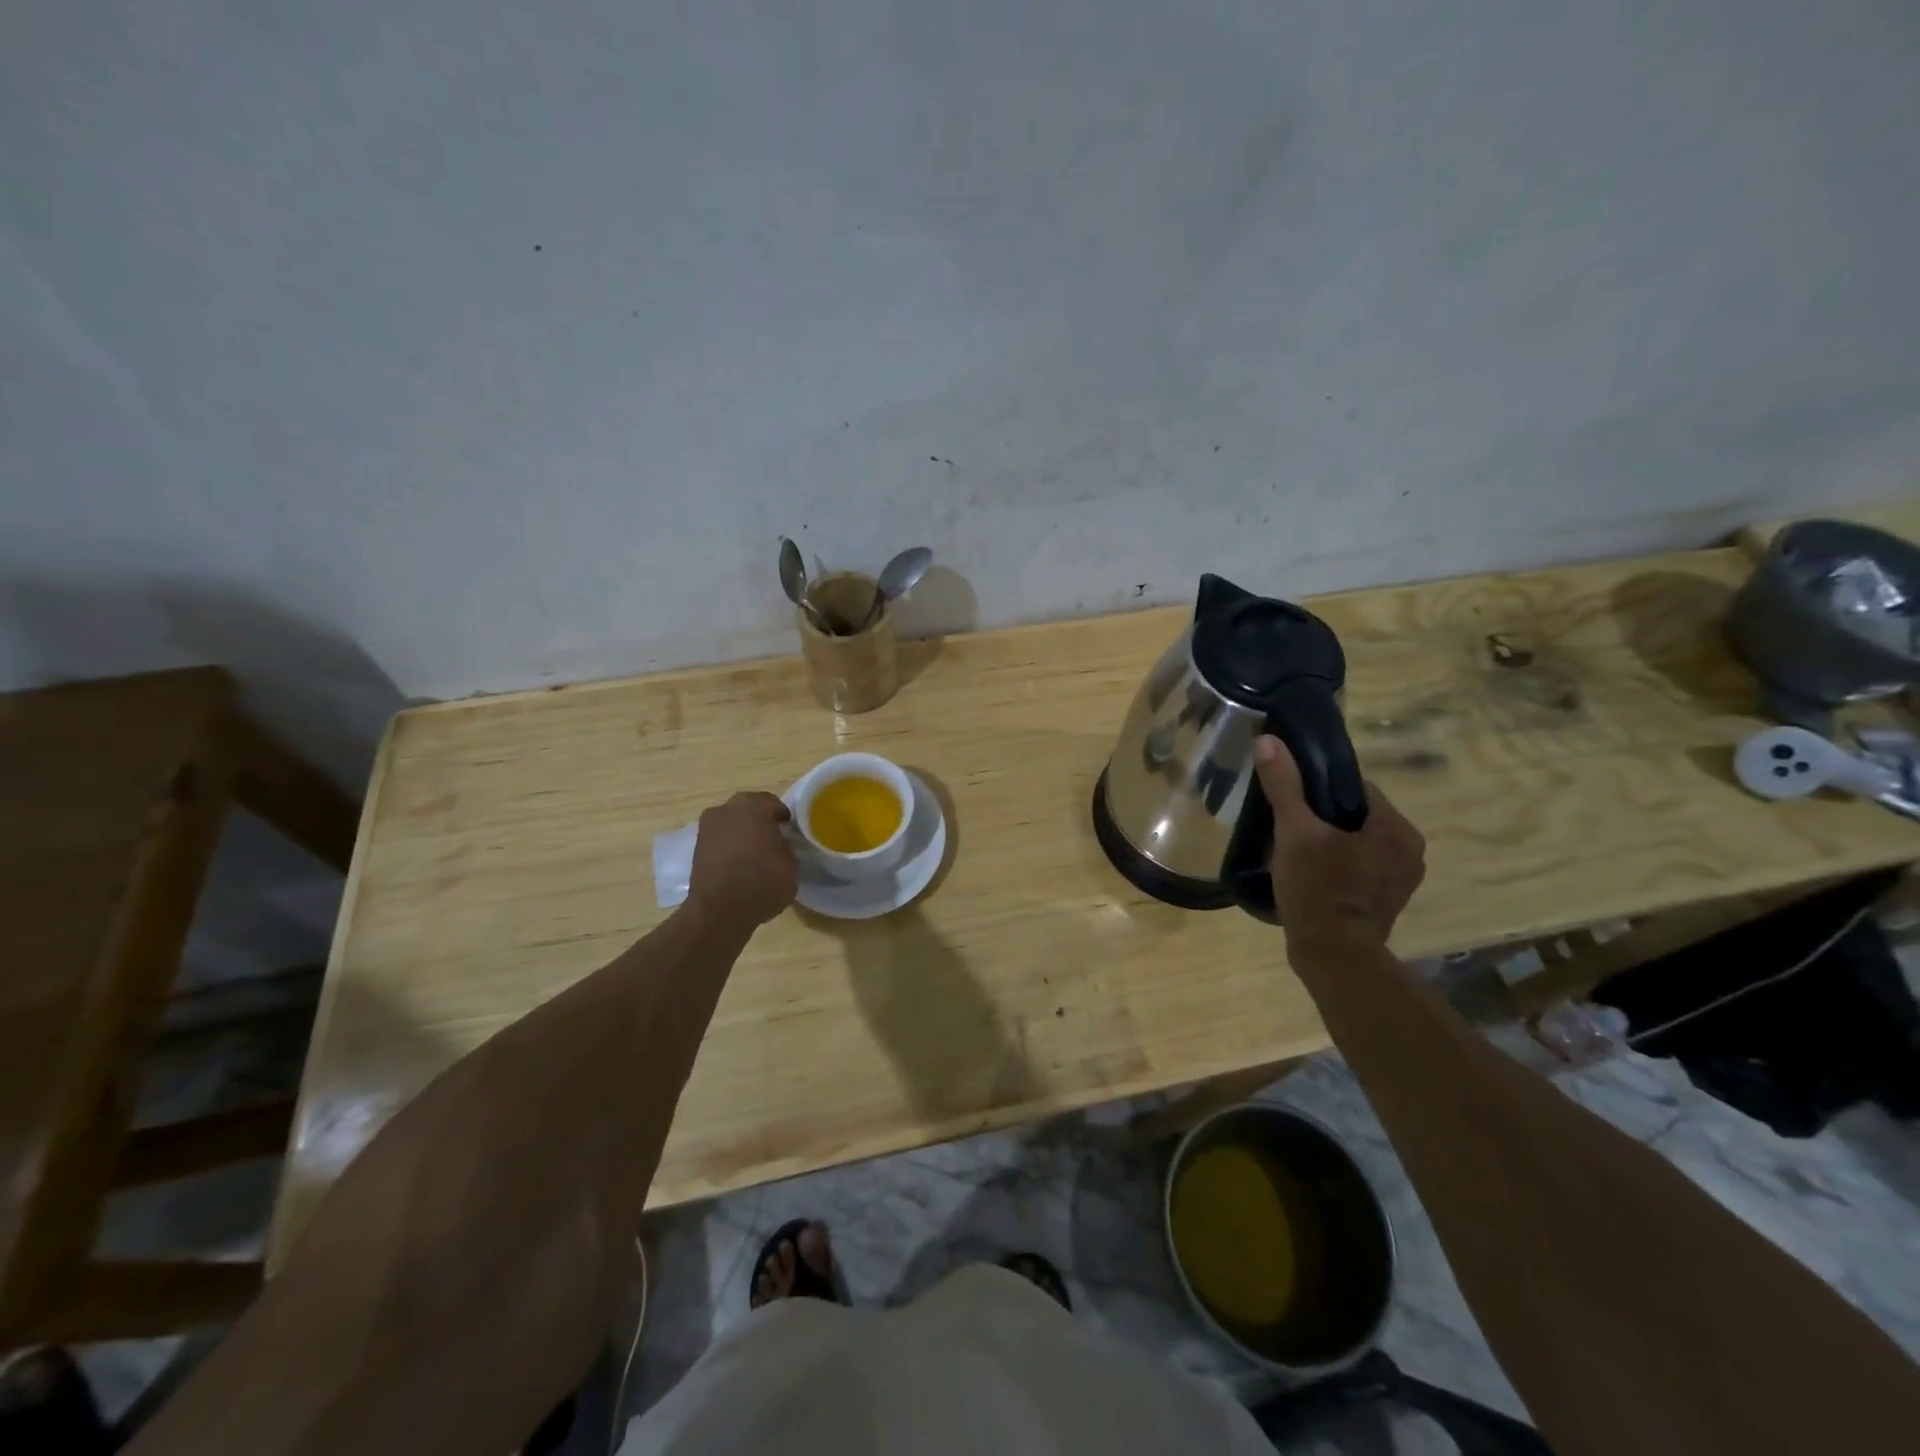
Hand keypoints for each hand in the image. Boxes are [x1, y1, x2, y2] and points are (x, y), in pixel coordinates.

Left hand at [688, 792, 799, 925]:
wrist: (720, 910)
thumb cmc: (763, 881)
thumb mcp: (792, 865)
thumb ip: (787, 847)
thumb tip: (780, 844)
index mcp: (754, 806)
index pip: (774, 803)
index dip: (783, 818)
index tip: (790, 832)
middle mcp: (727, 809)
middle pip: (748, 809)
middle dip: (760, 821)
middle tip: (773, 840)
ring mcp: (708, 827)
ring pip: (731, 824)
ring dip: (741, 834)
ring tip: (754, 855)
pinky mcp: (696, 848)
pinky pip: (719, 840)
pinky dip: (728, 848)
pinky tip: (738, 865)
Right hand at [1253, 735, 1425, 947]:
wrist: (1333, 957)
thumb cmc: (1318, 889)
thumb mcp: (1294, 832)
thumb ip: (1284, 785)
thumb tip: (1268, 740)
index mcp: (1395, 827)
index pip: (1356, 787)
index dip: (1320, 787)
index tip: (1291, 797)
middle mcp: (1409, 850)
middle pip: (1357, 814)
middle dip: (1324, 816)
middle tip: (1288, 824)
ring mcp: (1401, 879)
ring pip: (1358, 841)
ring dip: (1331, 841)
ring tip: (1295, 849)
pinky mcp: (1388, 902)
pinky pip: (1360, 867)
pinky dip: (1338, 864)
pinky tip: (1310, 873)